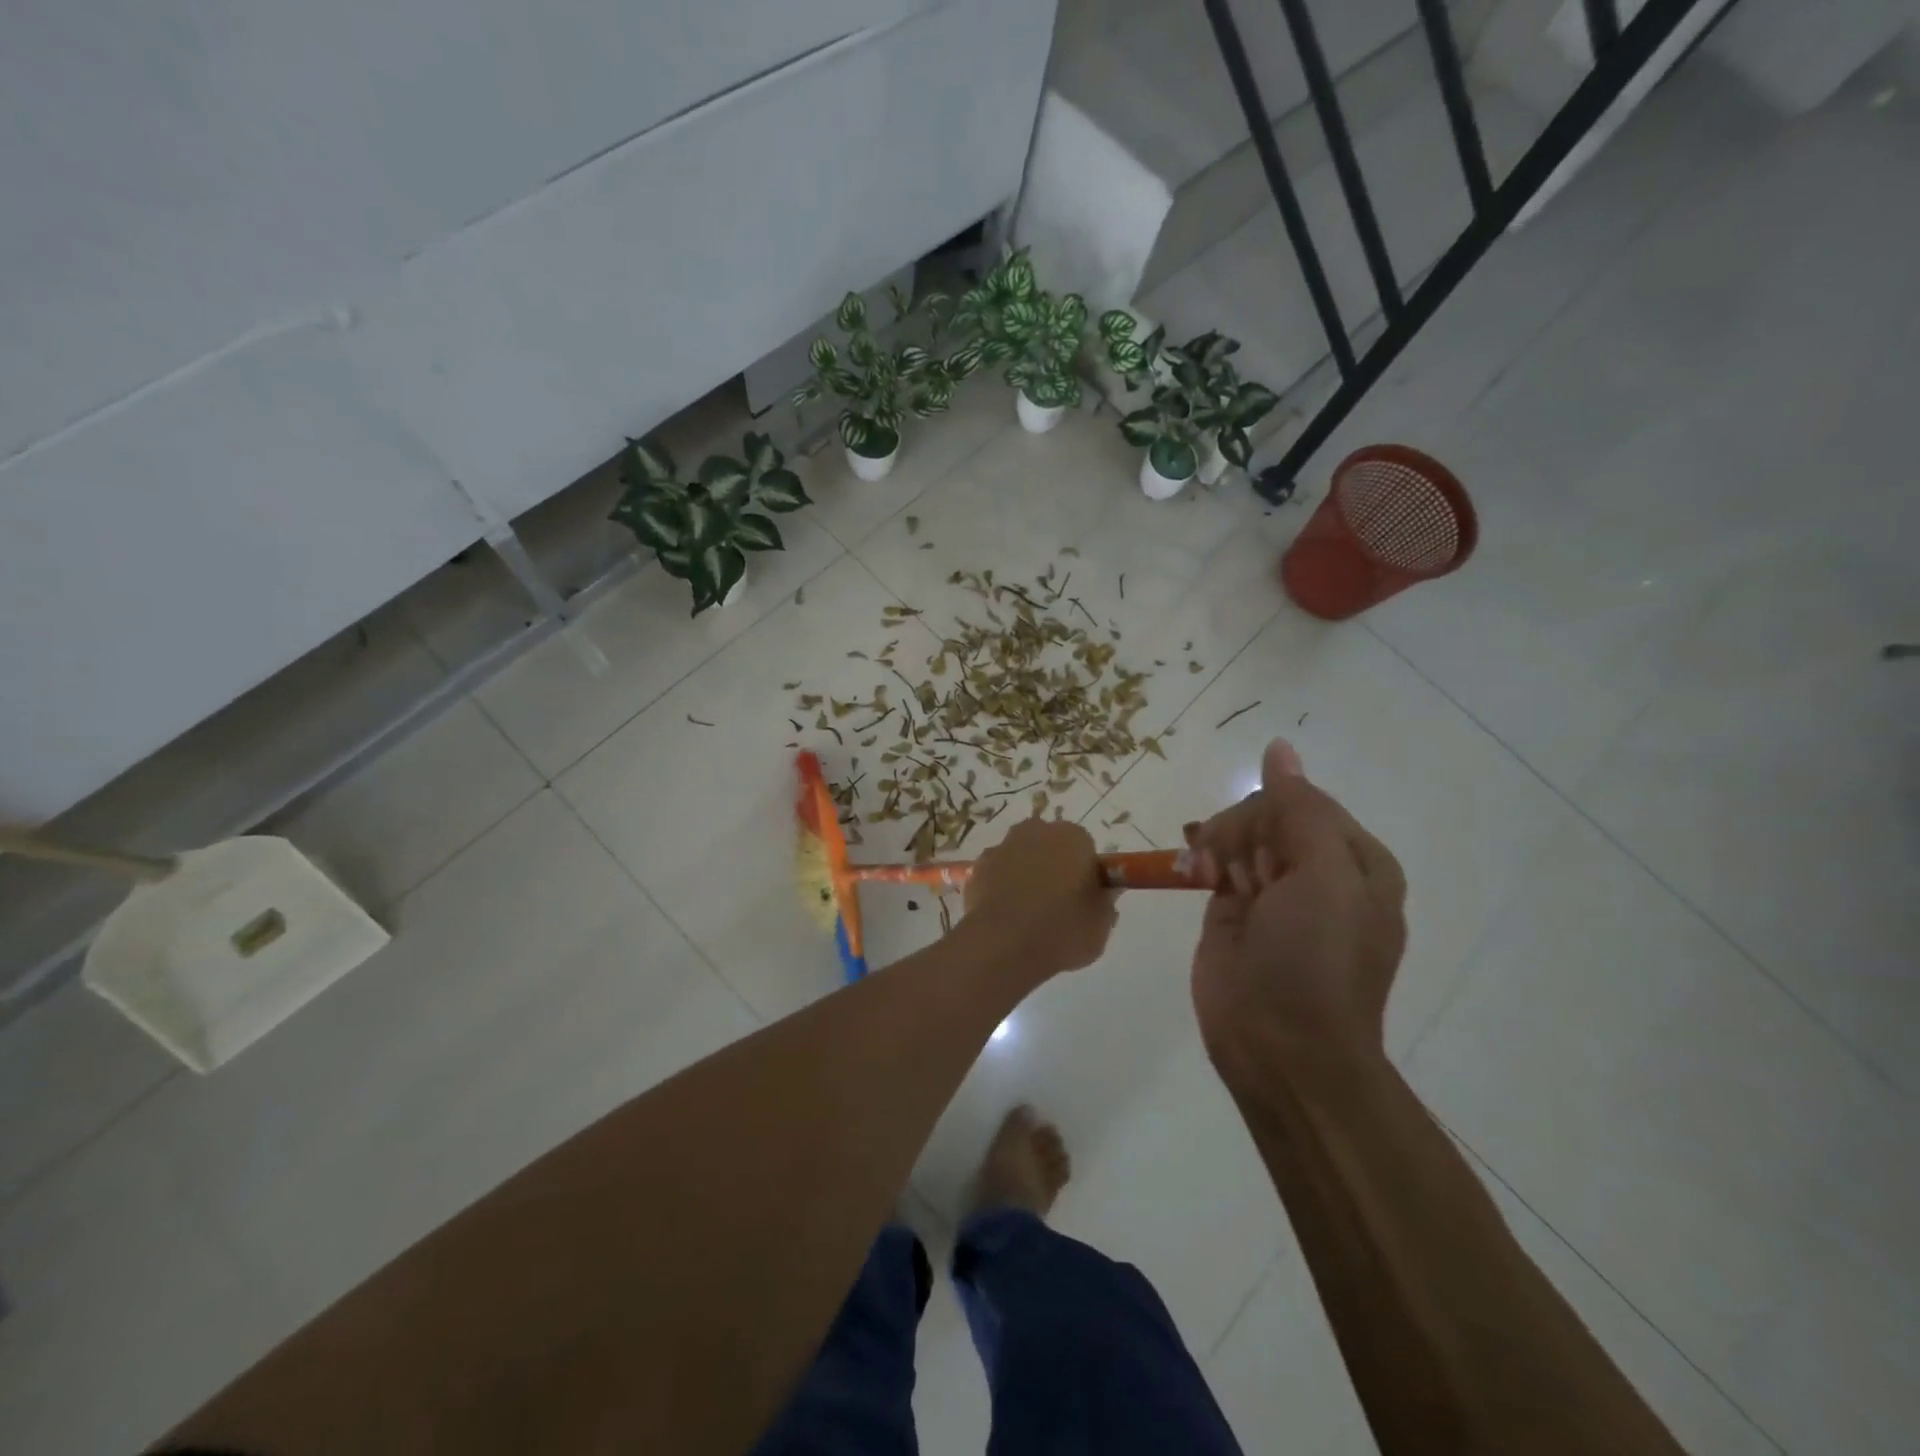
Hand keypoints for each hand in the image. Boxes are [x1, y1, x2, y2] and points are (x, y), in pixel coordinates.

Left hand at [964, 817, 1118, 977]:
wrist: (1003, 945)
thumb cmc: (1061, 930)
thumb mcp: (1100, 924)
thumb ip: (1105, 901)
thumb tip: (1104, 890)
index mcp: (1073, 837)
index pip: (1085, 848)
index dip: (1086, 873)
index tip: (1084, 898)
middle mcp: (1036, 831)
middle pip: (1051, 846)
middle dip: (1054, 867)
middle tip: (1058, 904)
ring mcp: (1002, 846)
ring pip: (1022, 857)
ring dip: (1026, 874)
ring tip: (1028, 914)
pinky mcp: (977, 866)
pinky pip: (998, 873)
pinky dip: (1002, 886)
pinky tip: (1005, 915)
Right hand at [1186, 740, 1406, 1081]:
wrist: (1280, 1048)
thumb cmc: (1313, 961)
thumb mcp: (1323, 878)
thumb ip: (1300, 809)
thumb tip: (1279, 749)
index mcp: (1354, 861)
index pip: (1304, 802)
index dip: (1272, 816)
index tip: (1258, 854)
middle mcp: (1317, 871)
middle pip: (1268, 815)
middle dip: (1242, 832)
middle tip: (1233, 871)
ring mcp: (1273, 891)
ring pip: (1238, 835)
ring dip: (1218, 842)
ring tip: (1207, 873)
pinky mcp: (1234, 910)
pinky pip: (1215, 862)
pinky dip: (1200, 857)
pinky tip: (1189, 865)